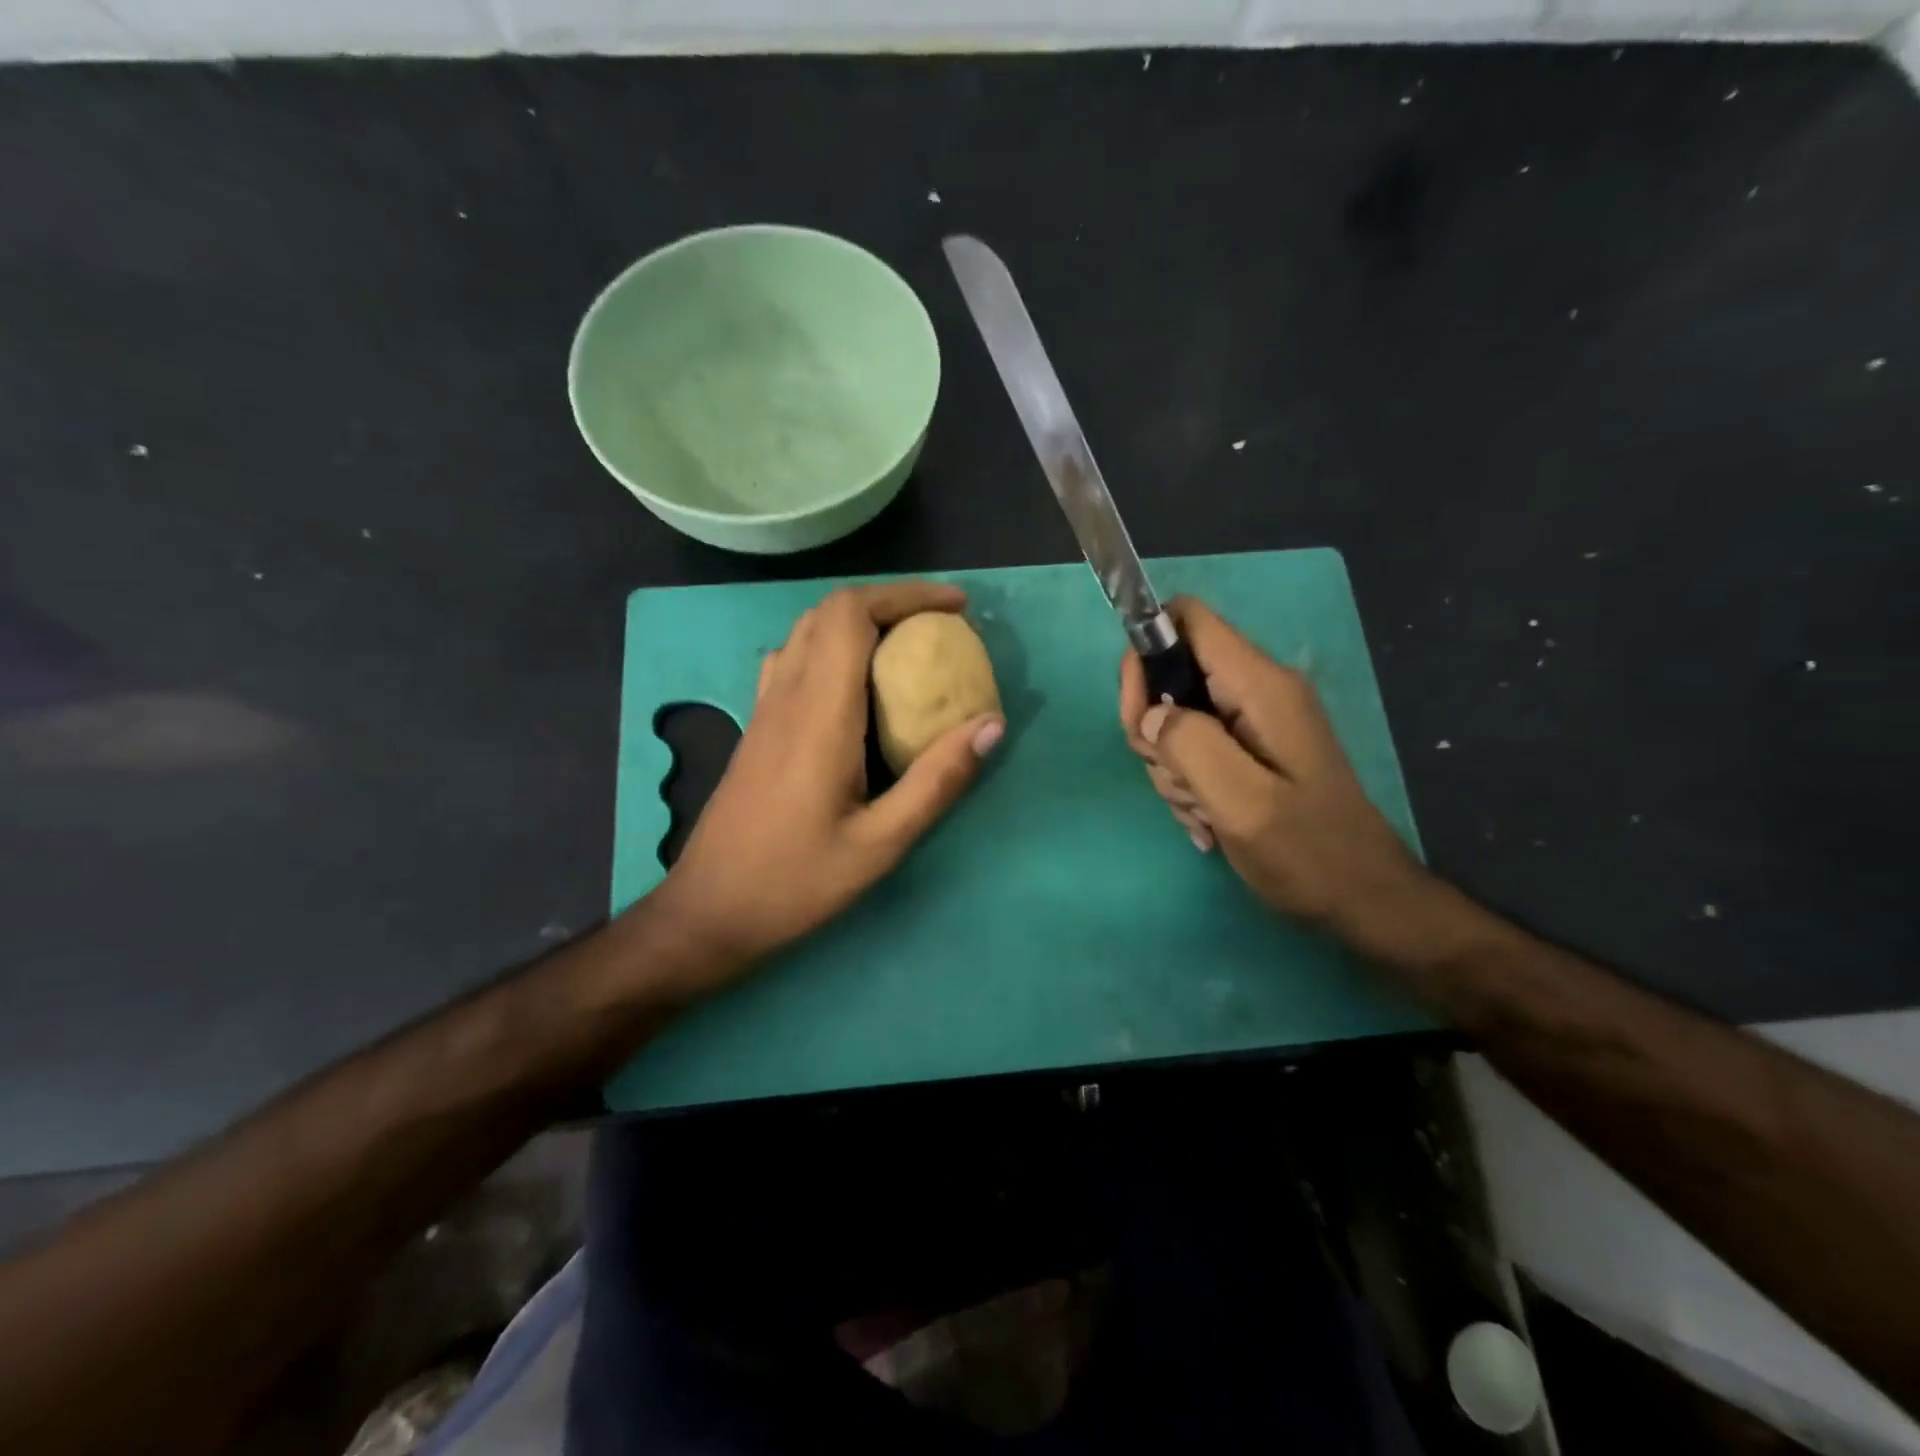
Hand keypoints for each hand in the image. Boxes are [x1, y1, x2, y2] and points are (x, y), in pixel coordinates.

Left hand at [656, 582, 1003, 992]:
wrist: (710, 910)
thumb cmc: (796, 881)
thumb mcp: (881, 844)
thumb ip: (937, 781)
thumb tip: (992, 725)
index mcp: (820, 713)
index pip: (852, 614)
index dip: (906, 594)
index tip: (957, 608)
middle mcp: (787, 695)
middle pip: (831, 610)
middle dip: (890, 601)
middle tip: (940, 626)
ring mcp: (766, 708)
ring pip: (809, 631)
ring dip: (860, 620)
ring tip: (907, 646)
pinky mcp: (758, 726)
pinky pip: (795, 658)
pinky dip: (834, 646)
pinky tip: (858, 685)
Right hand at [1119, 597, 1439, 958]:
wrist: (1364, 899)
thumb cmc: (1307, 852)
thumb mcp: (1242, 802)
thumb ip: (1190, 746)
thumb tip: (1150, 715)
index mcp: (1259, 686)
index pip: (1187, 619)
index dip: (1147, 653)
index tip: (1137, 715)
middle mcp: (1256, 690)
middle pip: (1171, 674)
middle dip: (1153, 728)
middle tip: (1172, 777)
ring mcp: (1253, 721)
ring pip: (1175, 719)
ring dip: (1171, 767)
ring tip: (1201, 810)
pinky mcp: (1250, 749)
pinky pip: (1194, 749)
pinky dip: (1188, 783)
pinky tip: (1206, 820)